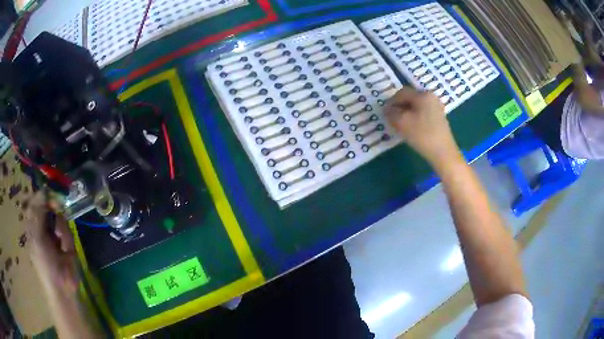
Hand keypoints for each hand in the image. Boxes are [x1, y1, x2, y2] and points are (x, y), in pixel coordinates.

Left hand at [25, 192, 77, 293]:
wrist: (62, 286)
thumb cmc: (44, 263)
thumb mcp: (36, 236)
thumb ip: (38, 213)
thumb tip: (43, 191)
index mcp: (33, 225)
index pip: (35, 203)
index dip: (41, 196)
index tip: (47, 192)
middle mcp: (43, 227)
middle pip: (48, 207)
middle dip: (53, 208)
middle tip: (56, 207)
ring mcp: (55, 235)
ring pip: (59, 217)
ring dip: (60, 227)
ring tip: (60, 241)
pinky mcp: (67, 242)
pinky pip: (67, 231)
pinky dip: (67, 238)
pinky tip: (66, 249)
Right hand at [385, 88, 462, 168]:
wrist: (443, 153)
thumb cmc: (422, 135)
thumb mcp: (402, 122)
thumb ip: (391, 113)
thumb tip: (387, 109)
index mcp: (423, 95)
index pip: (402, 93)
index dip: (391, 102)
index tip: (385, 113)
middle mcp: (431, 97)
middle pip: (410, 98)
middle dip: (399, 107)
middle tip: (392, 119)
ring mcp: (437, 108)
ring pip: (416, 106)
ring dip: (406, 113)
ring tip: (401, 125)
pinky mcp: (439, 118)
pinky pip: (423, 113)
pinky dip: (415, 118)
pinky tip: (412, 128)